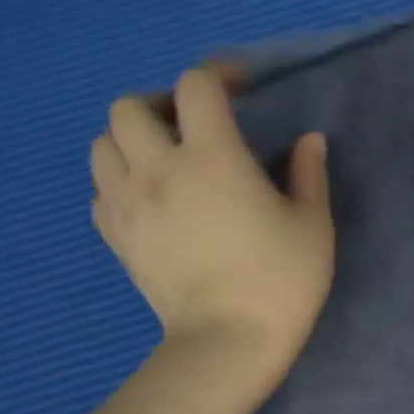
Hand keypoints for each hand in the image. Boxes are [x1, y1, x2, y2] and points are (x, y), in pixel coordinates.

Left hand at [90, 66, 334, 390]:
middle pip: (130, 106)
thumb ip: (308, 173)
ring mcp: (128, 203)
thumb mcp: (313, 223)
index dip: (218, 74)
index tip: (241, 85)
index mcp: (213, 158)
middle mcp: (158, 169)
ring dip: (132, 138)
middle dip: (163, 103)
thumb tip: (309, 140)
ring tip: (167, 157)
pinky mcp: (116, 236)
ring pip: (102, 144)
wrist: (229, 339)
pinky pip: (100, 189)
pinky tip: (152, 197)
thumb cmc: (282, 278)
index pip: (196, 87)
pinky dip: (120, 179)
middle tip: (196, 125)